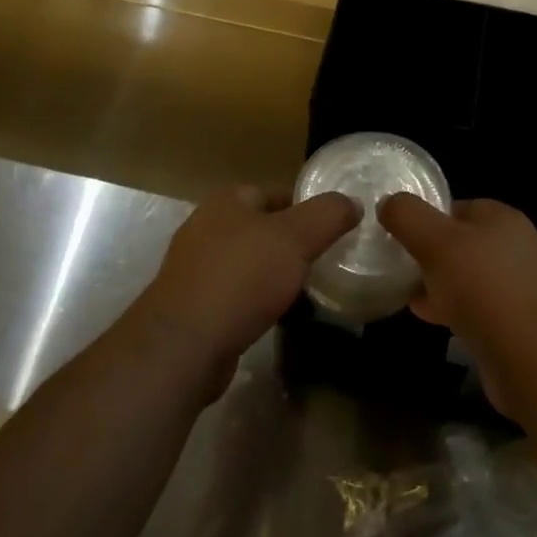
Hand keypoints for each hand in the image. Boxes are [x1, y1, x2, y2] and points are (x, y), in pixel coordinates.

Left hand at [132, 185, 357, 400]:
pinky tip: (274, 315)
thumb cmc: (242, 277)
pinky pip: (234, 293)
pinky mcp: (192, 305)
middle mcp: (206, 226)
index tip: (333, 228)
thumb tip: (351, 202)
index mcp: (228, 201)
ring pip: (247, 262)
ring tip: (305, 289)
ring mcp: (194, 267)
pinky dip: (255, 300)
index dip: (306, 207)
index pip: (276, 192)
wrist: (184, 344)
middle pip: (261, 227)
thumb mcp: (296, 238)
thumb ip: (327, 215)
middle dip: (290, 242)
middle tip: (324, 259)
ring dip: (273, 273)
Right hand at [379, 195, 536, 424]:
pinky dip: (452, 310)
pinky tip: (430, 319)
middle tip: (396, 266)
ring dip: (436, 284)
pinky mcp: (517, 324)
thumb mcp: (436, 241)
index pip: (454, 206)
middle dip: (427, 254)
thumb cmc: (485, 289)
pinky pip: (476, 308)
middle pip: (459, 242)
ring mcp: (519, 287)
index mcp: (501, 217)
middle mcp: (515, 246)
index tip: (394, 235)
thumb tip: (388, 203)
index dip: (422, 218)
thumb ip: (407, 216)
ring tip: (405, 294)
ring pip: (466, 277)